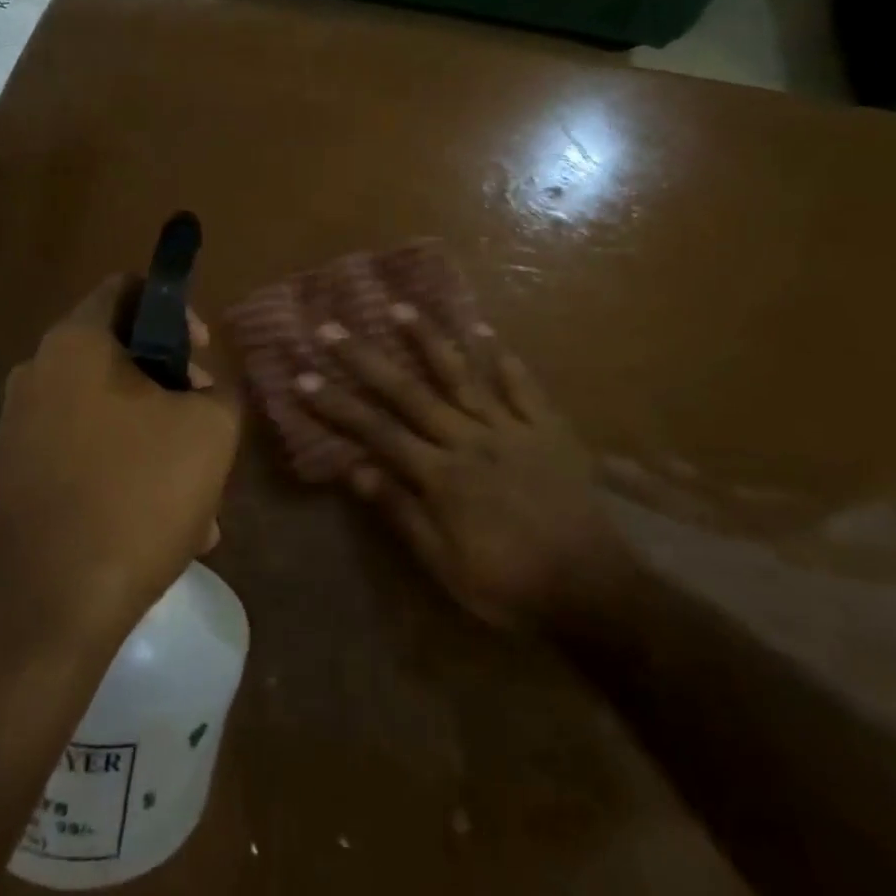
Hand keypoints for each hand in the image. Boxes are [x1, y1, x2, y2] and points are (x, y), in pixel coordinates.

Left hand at [0, 276, 238, 658]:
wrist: (45, 614)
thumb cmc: (135, 497)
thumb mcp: (210, 432)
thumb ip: (220, 389)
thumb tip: (201, 388)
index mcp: (76, 344)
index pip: (127, 287)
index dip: (176, 309)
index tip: (203, 356)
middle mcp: (36, 373)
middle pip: (120, 354)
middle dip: (172, 387)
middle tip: (205, 427)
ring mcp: (16, 428)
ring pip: (107, 413)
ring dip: (155, 440)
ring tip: (196, 499)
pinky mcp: (11, 478)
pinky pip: (82, 454)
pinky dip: (122, 472)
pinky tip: (159, 528)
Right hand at [291, 310, 630, 633]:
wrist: (592, 589)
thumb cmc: (509, 583)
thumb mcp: (445, 565)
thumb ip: (401, 512)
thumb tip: (356, 469)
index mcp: (441, 475)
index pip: (378, 431)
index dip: (338, 405)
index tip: (303, 377)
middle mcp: (469, 439)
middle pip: (410, 392)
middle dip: (366, 359)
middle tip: (333, 327)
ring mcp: (511, 428)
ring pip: (463, 375)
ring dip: (429, 340)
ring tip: (401, 307)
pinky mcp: (547, 428)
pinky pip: (523, 387)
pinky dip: (505, 359)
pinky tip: (486, 331)